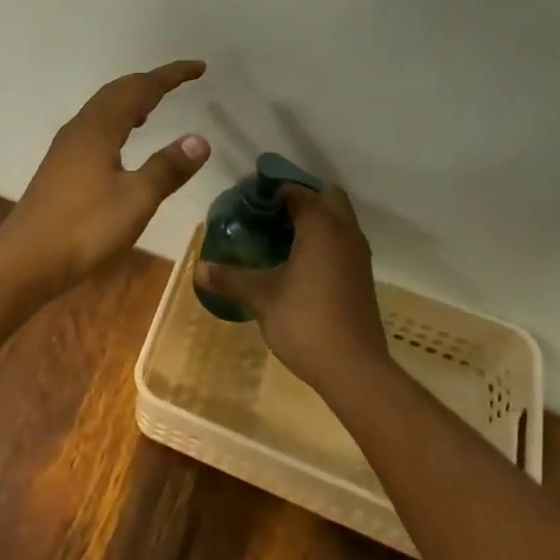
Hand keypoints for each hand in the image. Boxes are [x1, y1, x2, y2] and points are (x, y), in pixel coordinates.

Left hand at [2, 60, 210, 291]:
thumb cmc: (85, 227)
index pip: (140, 89)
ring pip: (102, 111)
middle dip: (149, 83)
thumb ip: (167, 168)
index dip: (170, 76)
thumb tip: (199, 139)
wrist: (27, 259)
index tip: (199, 68)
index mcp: (99, 128)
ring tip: (154, 106)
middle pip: (116, 93)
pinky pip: (94, 129)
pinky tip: (122, 144)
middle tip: (179, 82)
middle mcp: (80, 129)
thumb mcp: (136, 199)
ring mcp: (66, 149)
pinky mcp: (60, 168)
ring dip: (130, 101)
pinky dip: (116, 123)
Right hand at [194, 185, 390, 394]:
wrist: (354, 369)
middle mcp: (345, 232)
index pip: (295, 190)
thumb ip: (230, 278)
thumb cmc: (305, 321)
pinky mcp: (360, 275)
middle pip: (326, 196)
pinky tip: (294, 260)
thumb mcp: (260, 297)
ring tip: (275, 234)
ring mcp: (357, 255)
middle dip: (298, 197)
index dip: (269, 190)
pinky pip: (340, 241)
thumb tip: (198, 267)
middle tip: (265, 212)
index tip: (244, 199)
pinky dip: (321, 239)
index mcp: (321, 227)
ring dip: (312, 219)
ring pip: (337, 220)